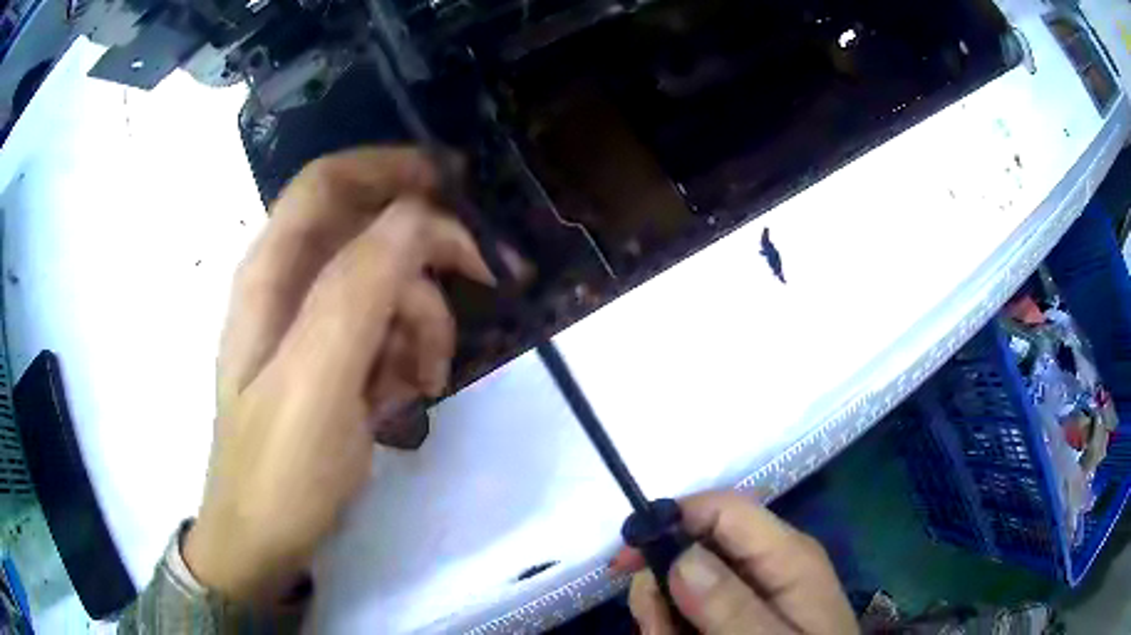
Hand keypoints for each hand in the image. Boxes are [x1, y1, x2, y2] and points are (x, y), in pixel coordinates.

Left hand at [183, 147, 497, 602]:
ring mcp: (314, 326)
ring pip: (390, 287)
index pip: (332, 181)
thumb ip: (360, 287)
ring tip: (424, 380)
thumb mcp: (317, 376)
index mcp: (273, 272)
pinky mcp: (334, 362)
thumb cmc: (280, 466)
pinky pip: (388, 333)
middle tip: (486, 280)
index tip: (458, 183)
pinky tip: (405, 397)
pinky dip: (409, 356)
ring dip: (423, 323)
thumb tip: (420, 219)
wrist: (264, 538)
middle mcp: (291, 286)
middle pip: (373, 232)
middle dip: (429, 257)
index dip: (392, 167)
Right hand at [619, 492, 857, 633]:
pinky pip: (692, 605)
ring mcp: (753, 587)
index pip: (723, 508)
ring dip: (663, 614)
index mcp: (786, 555)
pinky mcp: (740, 609)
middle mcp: (768, 561)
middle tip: (656, 629)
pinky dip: (675, 625)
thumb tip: (680, 555)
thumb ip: (731, 606)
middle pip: (696, 545)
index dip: (670, 520)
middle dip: (661, 585)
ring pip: (685, 580)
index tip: (624, 562)